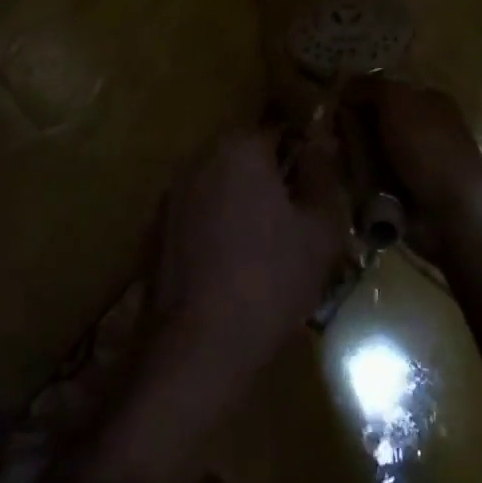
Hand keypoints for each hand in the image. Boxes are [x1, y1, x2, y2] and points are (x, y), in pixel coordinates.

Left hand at [147, 127, 347, 379]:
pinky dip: (216, 229)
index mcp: (241, 147)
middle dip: (272, 181)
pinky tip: (232, 269)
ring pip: (222, 186)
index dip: (304, 161)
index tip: (318, 194)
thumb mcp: (319, 232)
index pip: (282, 132)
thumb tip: (323, 143)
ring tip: (266, 251)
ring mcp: (173, 192)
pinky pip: (199, 214)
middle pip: (248, 157)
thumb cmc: (268, 282)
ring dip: (243, 204)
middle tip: (296, 225)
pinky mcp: (156, 228)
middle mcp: (202, 157)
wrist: (195, 350)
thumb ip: (325, 178)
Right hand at [341, 79, 481, 259]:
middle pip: (373, 122)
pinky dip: (360, 183)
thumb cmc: (428, 146)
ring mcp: (414, 165)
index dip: (358, 95)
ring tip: (342, 163)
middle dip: (352, 129)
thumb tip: (345, 87)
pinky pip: (372, 182)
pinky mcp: (405, 196)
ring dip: (354, 158)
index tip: (334, 105)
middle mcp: (422, 130)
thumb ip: (369, 86)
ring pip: (369, 153)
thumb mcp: (397, 99)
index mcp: (427, 101)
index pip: (384, 90)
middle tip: (333, 137)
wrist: (453, 213)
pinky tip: (350, 184)